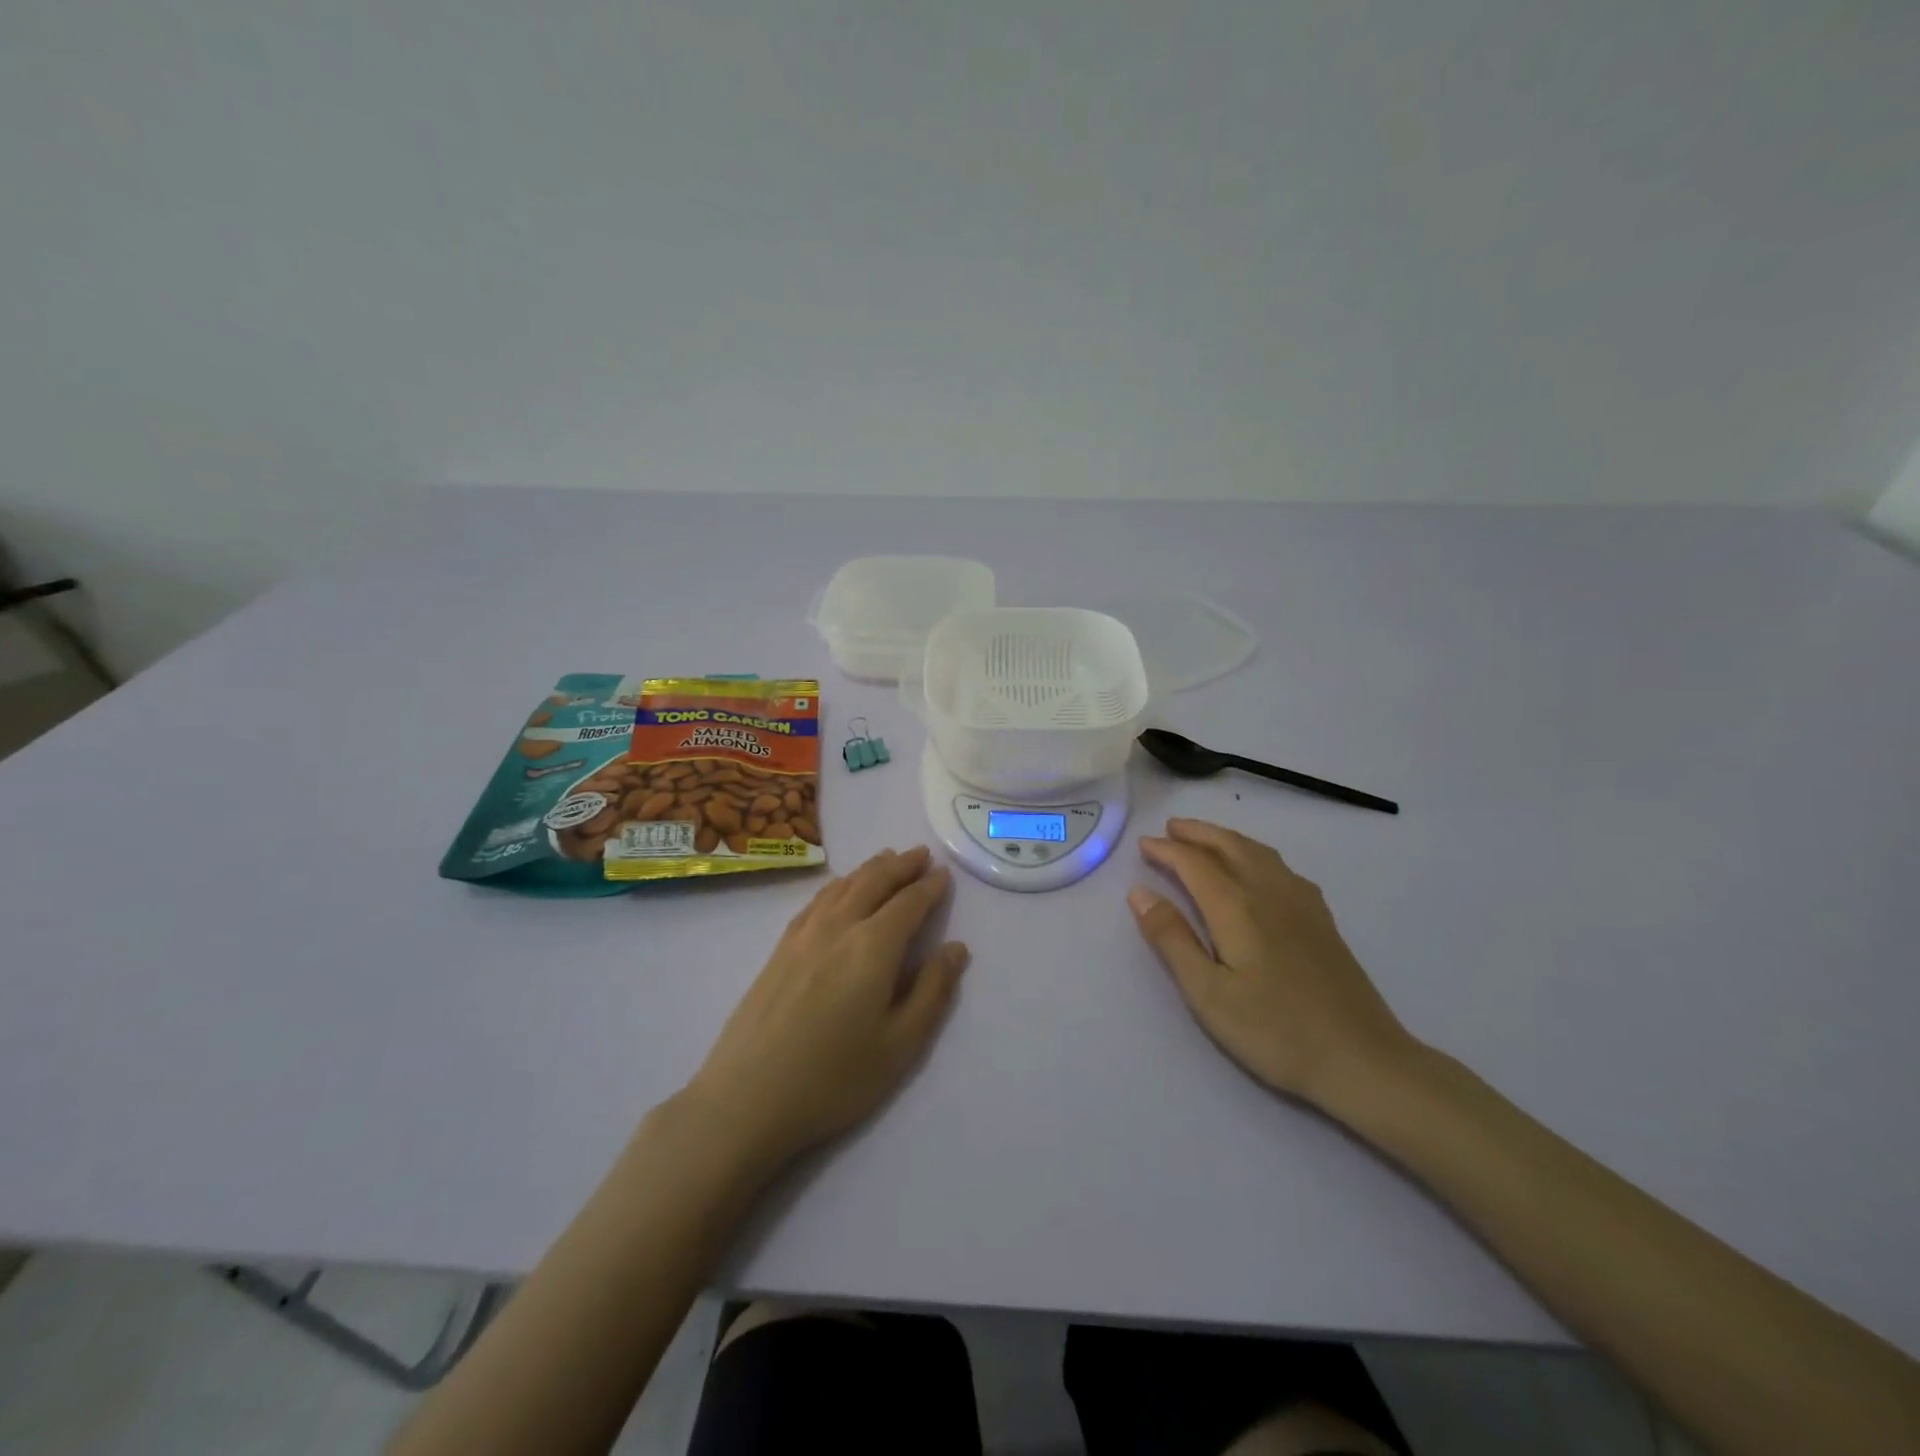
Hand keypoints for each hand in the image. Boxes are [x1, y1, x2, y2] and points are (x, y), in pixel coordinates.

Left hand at [686, 846, 967, 1166]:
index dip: (929, 887)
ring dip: (869, 869)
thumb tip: (956, 948)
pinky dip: (838, 884)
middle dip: (901, 865)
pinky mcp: (780, 948)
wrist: (747, 1098)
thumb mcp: (901, 1045)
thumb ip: (932, 991)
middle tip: (920, 854)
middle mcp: (839, 927)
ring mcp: (804, 935)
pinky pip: (816, 900)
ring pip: (843, 886)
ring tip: (886, 858)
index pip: (908, 903)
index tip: (944, 875)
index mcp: (873, 947)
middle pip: (874, 882)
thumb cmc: (834, 1078)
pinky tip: (839, 889)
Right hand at [1128, 819, 1417, 1108]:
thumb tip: (1139, 893)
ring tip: (1206, 839)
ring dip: (1226, 838)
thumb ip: (1171, 939)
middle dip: (1197, 833)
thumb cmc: (1274, 1031)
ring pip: (1258, 852)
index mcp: (1236, 907)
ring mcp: (1302, 903)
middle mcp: (1269, 892)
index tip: (1143, 844)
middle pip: (1229, 846)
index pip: (1194, 863)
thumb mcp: (1208, 993)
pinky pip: (1282, 867)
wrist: (1362, 1060)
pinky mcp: (1322, 919)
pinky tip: (1258, 869)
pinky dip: (1256, 854)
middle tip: (1170, 828)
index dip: (1166, 850)